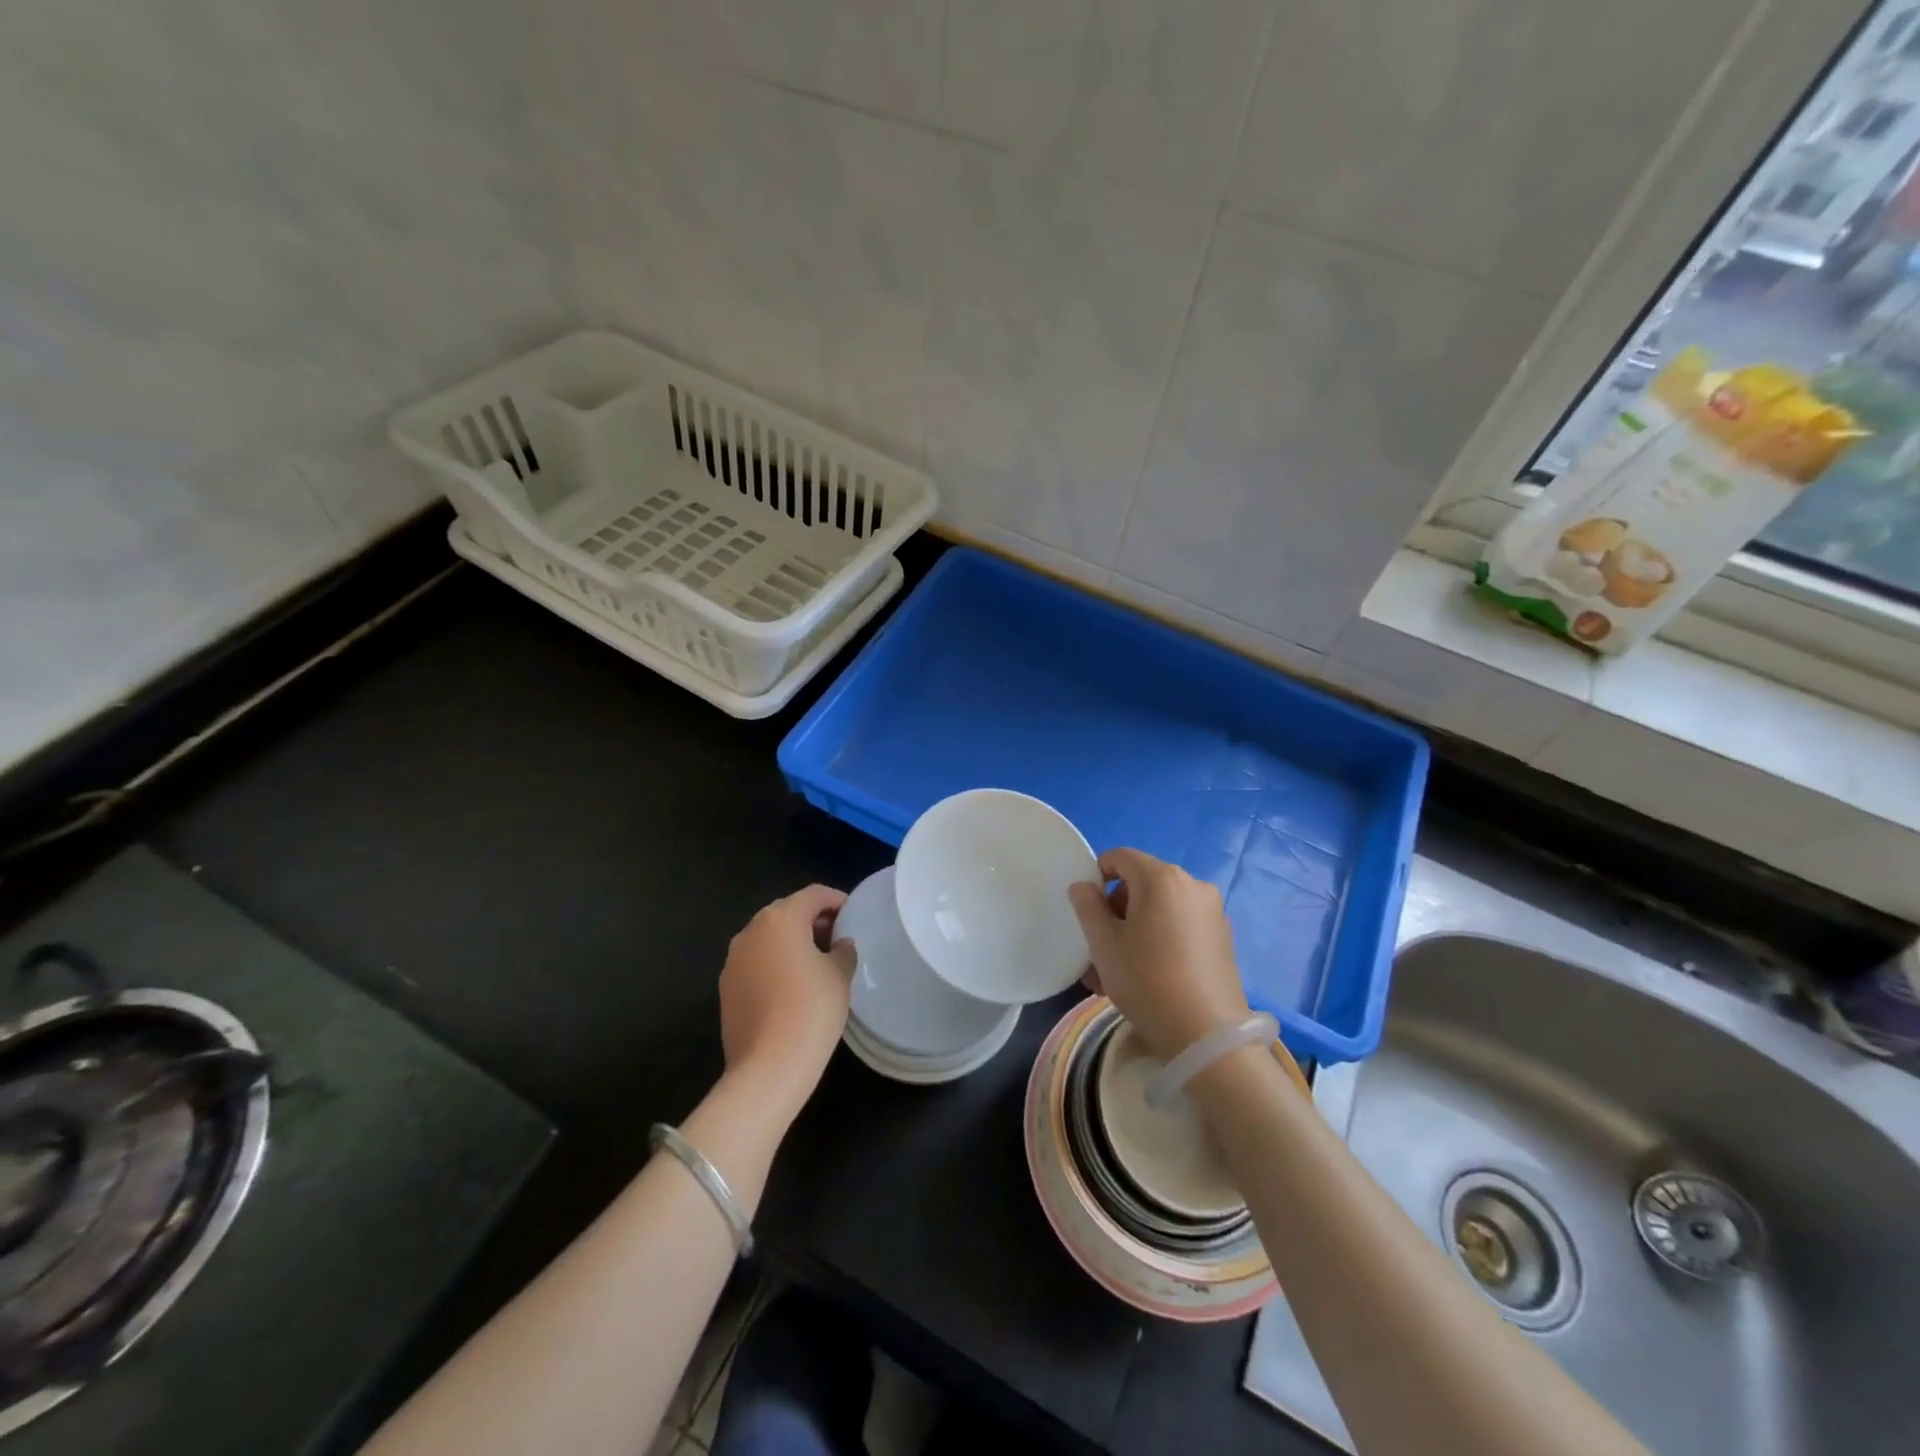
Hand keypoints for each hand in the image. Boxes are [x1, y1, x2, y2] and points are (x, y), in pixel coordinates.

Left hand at [719, 885, 854, 1115]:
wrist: (768, 1067)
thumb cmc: (811, 1010)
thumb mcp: (840, 975)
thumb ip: (843, 950)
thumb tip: (840, 944)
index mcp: (780, 919)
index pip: (813, 895)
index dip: (836, 900)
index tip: (853, 913)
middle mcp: (751, 931)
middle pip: (786, 912)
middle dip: (812, 920)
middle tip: (837, 937)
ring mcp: (733, 960)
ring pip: (768, 938)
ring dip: (791, 942)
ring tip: (816, 962)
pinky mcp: (726, 988)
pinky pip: (755, 962)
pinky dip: (774, 963)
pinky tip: (792, 986)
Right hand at [1068, 848, 1250, 1061]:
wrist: (1207, 1036)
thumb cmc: (1147, 981)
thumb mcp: (1104, 945)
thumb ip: (1088, 907)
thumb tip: (1084, 886)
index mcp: (1162, 878)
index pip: (1120, 857)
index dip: (1097, 875)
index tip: (1087, 910)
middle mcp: (1192, 884)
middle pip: (1142, 883)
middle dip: (1116, 910)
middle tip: (1100, 949)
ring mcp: (1212, 911)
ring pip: (1160, 909)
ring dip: (1135, 930)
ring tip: (1118, 973)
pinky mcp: (1223, 937)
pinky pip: (1180, 925)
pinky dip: (1160, 939)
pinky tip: (1149, 976)